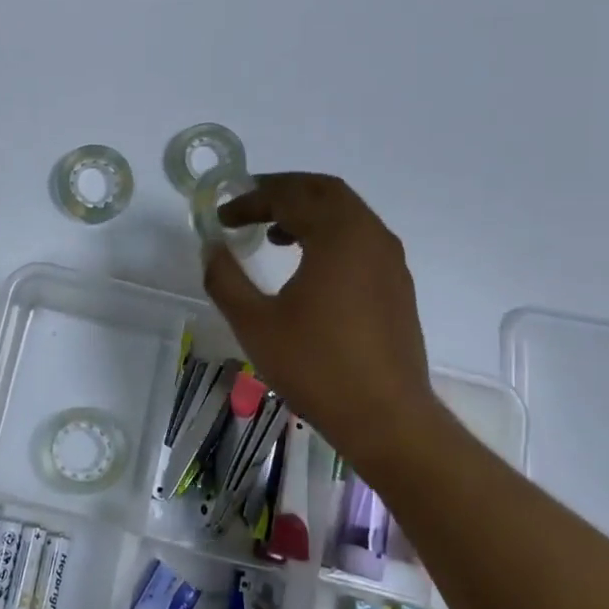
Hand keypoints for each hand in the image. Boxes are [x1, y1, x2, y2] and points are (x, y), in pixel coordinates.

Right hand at [202, 174, 436, 454]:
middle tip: (249, 204)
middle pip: (325, 191)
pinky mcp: (397, 285)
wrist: (386, 418)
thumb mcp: (254, 323)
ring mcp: (390, 260)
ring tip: (273, 234)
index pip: (289, 196)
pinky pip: (361, 238)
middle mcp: (370, 236)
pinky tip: (308, 266)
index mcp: (338, 236)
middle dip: (283, 191)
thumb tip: (210, 248)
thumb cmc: (316, 366)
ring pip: (347, 213)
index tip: (222, 217)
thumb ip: (225, 278)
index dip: (250, 200)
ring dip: (308, 212)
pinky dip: (330, 234)